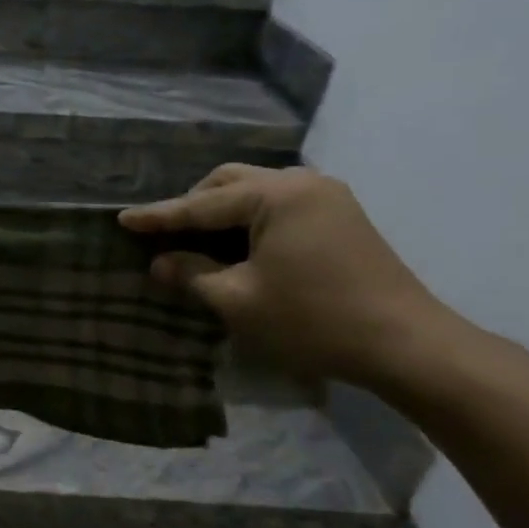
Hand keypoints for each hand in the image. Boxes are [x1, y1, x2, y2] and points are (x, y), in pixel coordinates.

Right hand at [120, 165, 454, 386]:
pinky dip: (249, 218)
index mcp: (277, 196)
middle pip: (230, 182)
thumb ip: (192, 274)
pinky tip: (237, 243)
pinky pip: (279, 204)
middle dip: (193, 204)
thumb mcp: (238, 300)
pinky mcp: (341, 217)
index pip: (202, 204)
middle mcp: (303, 183)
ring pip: (256, 190)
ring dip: (222, 210)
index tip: (121, 219)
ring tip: (196, 238)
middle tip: (164, 232)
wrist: (407, 345)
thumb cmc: (313, 320)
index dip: (159, 216)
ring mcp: (328, 197)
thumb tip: (160, 262)